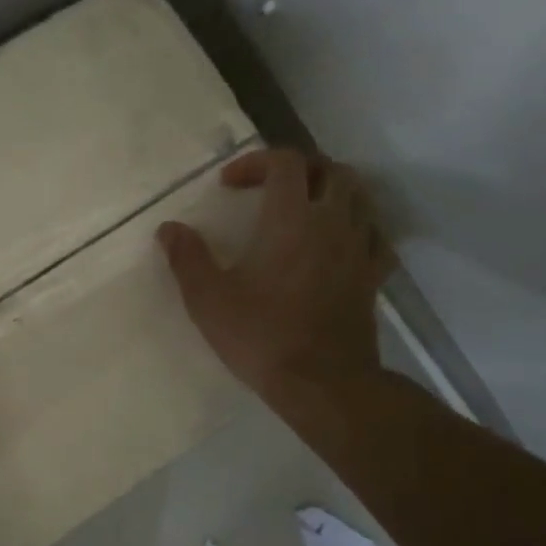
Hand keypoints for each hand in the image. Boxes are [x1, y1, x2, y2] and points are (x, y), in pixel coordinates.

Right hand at [158, 148, 394, 406]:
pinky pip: (376, 235)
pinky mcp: (373, 277)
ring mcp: (359, 249)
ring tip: (304, 208)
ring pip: (359, 196)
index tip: (228, 185)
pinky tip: (339, 242)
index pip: (285, 162)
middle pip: (329, 169)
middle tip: (268, 188)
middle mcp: (332, 222)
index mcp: (291, 219)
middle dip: (297, 169)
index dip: (255, 162)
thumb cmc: (261, 336)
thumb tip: (169, 229)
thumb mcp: (208, 298)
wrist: (322, 383)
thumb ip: (187, 257)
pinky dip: (357, 226)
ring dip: (330, 190)